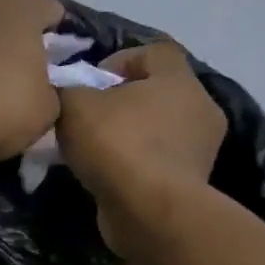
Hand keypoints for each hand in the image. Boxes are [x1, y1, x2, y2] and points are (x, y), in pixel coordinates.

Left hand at [0, 0, 64, 159]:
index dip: (60, 41)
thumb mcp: (48, 109)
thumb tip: (38, 89)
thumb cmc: (1, 109)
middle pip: (6, 16)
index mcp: (21, 4)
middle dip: (14, 41)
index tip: (57, 71)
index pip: (52, 13)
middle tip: (19, 80)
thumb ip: (50, 89)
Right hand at [56, 40, 226, 254]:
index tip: (90, 83)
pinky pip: (158, 161)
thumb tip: (63, 90)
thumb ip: (66, 89)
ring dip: (128, 135)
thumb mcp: (74, 106)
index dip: (119, 60)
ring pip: (158, 129)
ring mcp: (200, 148)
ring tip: (93, 152)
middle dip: (121, 102)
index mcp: (178, 79)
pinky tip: (108, 177)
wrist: (149, 212)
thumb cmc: (117, 144)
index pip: (154, 52)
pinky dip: (135, 165)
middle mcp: (199, 108)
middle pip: (156, 92)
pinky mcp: (193, 183)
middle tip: (88, 118)